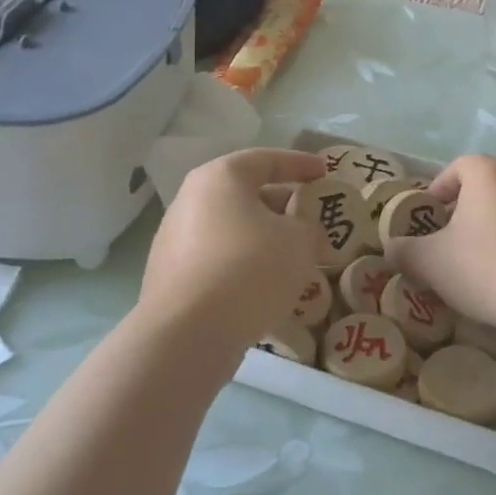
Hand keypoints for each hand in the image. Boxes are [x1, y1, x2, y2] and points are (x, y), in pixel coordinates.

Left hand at [138, 147, 327, 364]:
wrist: (187, 335)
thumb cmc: (249, 269)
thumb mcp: (299, 240)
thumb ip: (309, 226)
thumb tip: (303, 229)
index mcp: (221, 178)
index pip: (267, 159)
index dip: (300, 164)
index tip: (325, 172)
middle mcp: (191, 199)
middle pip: (246, 193)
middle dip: (282, 204)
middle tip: (311, 217)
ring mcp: (174, 238)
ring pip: (232, 228)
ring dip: (264, 237)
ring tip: (293, 256)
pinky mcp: (170, 275)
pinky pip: (218, 258)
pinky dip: (244, 262)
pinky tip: (265, 284)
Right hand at [383, 154, 495, 333]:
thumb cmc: (488, 270)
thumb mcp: (431, 264)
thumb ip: (404, 250)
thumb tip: (392, 247)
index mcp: (489, 174)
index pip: (459, 167)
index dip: (440, 189)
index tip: (432, 217)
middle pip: (490, 185)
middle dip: (471, 208)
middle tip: (456, 241)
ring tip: (491, 261)